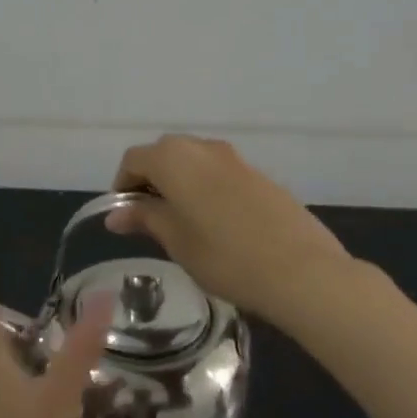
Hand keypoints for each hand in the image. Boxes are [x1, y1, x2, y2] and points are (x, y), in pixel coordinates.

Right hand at [106, 136, 349, 323]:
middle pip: (164, 154)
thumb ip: (145, 219)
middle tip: (149, 218)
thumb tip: (116, 214)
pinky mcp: (258, 174)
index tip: (124, 215)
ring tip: (182, 223)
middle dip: (151, 180)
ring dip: (180, 182)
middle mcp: (203, 148)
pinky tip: (215, 223)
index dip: (123, 185)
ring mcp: (235, 158)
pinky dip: (205, 187)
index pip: (134, 159)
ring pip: (194, 161)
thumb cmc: (225, 257)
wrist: (300, 269)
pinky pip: (219, 171)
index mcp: (175, 159)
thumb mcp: (176, 241)